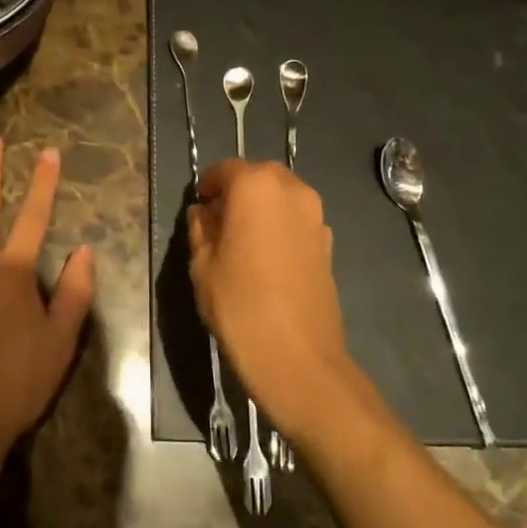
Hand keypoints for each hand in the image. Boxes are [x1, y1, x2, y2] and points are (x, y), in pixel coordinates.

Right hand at [188, 159, 369, 442]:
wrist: (299, 357)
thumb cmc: (240, 305)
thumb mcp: (203, 265)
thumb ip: (200, 229)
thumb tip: (204, 213)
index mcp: (256, 186)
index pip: (225, 170)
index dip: (208, 186)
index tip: (199, 208)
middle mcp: (292, 190)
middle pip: (258, 178)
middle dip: (237, 193)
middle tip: (218, 224)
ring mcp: (315, 216)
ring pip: (280, 198)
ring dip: (261, 209)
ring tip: (242, 243)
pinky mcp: (328, 243)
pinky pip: (297, 221)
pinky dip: (280, 228)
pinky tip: (266, 261)